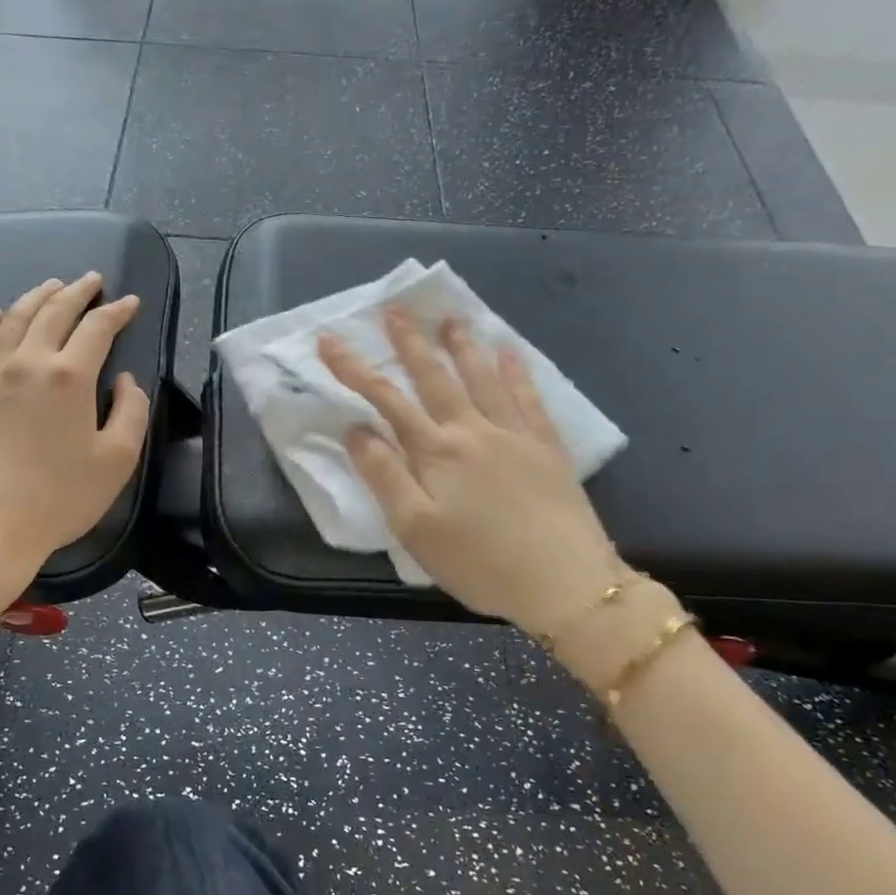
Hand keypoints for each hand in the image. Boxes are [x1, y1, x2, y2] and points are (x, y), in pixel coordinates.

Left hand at [0, 273, 150, 620]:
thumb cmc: (60, 498)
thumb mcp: (117, 460)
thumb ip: (131, 411)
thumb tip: (124, 380)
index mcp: (70, 377)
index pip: (97, 328)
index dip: (117, 311)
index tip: (131, 302)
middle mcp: (29, 363)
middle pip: (54, 312)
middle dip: (77, 291)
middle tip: (92, 280)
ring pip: (14, 319)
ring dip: (36, 297)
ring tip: (51, 285)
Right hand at [317, 310, 621, 636]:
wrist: (566, 584)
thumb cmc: (479, 563)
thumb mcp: (415, 529)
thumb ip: (384, 475)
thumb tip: (357, 430)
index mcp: (436, 451)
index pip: (386, 399)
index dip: (354, 368)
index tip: (329, 341)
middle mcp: (474, 430)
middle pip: (435, 377)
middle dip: (410, 343)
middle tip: (395, 309)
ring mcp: (515, 435)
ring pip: (483, 378)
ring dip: (463, 346)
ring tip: (451, 319)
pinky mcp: (548, 448)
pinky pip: (529, 398)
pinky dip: (517, 372)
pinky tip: (511, 353)